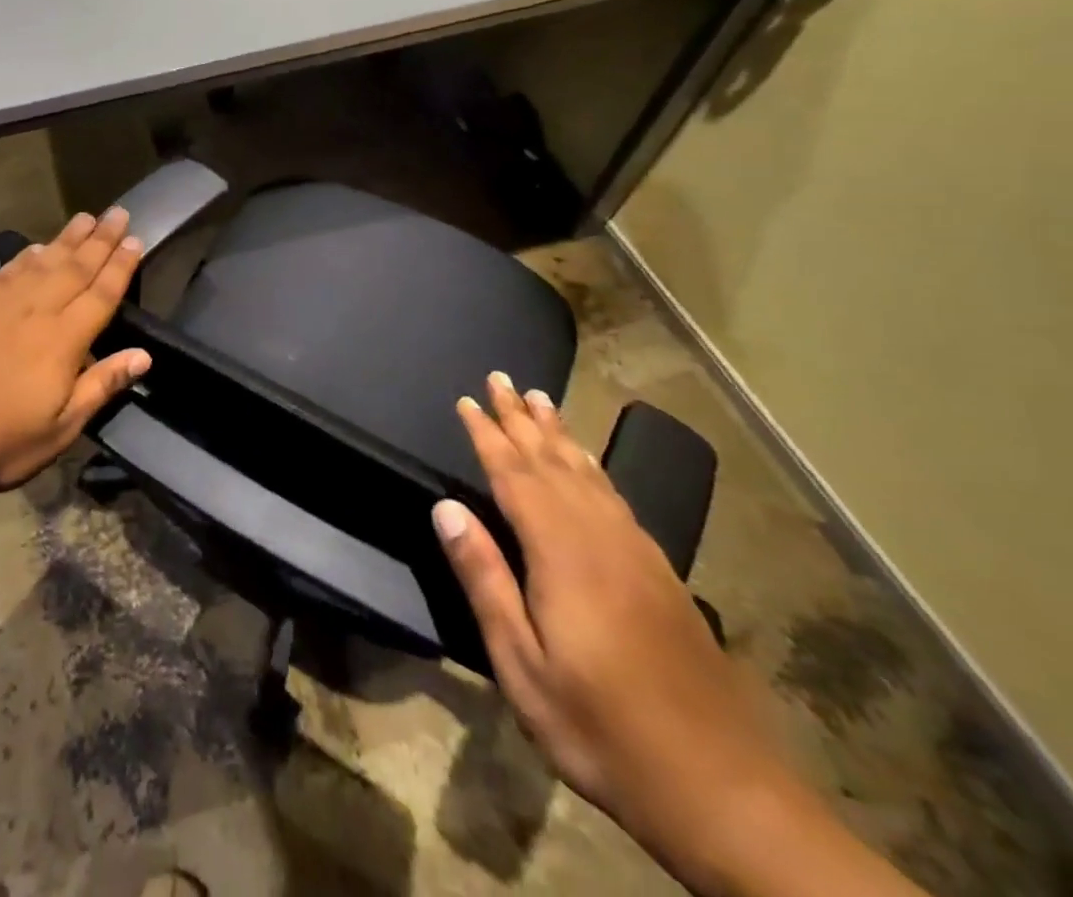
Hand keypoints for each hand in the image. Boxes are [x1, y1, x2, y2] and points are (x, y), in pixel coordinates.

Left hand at [0, 208, 150, 493]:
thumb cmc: (0, 441)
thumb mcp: (61, 429)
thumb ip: (101, 386)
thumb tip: (143, 355)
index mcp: (63, 340)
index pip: (101, 294)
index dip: (121, 266)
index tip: (135, 240)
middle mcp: (35, 311)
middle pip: (75, 268)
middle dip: (100, 240)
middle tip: (118, 213)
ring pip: (41, 262)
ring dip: (66, 239)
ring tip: (85, 218)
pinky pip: (6, 271)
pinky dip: (25, 257)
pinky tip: (34, 248)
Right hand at [433, 373, 799, 884]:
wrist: (724, 793)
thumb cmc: (602, 729)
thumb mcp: (522, 665)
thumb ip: (484, 579)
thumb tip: (446, 508)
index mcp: (563, 555)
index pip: (515, 476)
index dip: (488, 435)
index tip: (467, 400)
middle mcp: (602, 539)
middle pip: (554, 462)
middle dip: (522, 419)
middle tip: (501, 378)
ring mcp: (639, 556)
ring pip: (590, 475)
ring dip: (560, 434)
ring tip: (541, 400)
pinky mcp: (662, 576)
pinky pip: (616, 499)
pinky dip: (594, 468)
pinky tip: (588, 465)